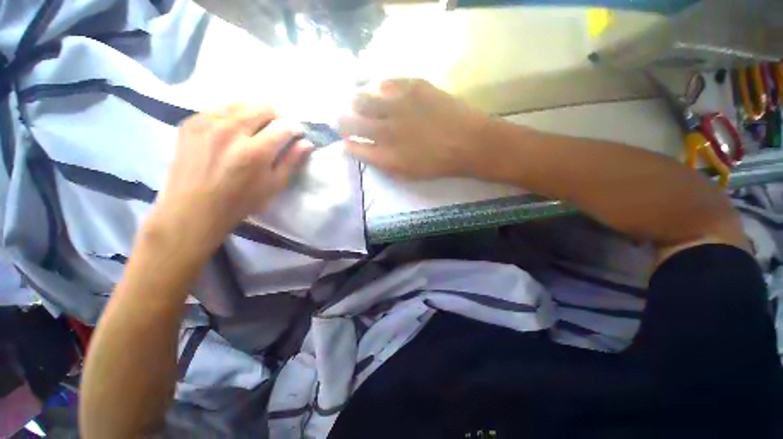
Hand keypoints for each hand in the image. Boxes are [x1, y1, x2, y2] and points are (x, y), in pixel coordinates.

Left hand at [147, 105, 312, 255]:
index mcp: (255, 152)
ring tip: (256, 131)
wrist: (193, 208)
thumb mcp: (273, 185)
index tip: (297, 135)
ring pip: (241, 104)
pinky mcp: (191, 122)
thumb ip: (291, 161)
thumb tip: (307, 143)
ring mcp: (207, 123)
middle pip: (263, 107)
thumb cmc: (241, 201)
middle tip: (278, 131)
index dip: (295, 129)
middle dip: (277, 117)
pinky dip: (234, 116)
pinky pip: (220, 109)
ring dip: (256, 114)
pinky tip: (233, 133)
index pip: (283, 126)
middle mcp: (230, 131)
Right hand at [338, 79, 494, 178]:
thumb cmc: (439, 164)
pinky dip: (378, 88)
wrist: (469, 143)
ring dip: (355, 102)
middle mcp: (386, 131)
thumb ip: (384, 165)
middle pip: (349, 121)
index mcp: (386, 156)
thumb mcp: (408, 175)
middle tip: (343, 119)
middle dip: (341, 121)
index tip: (346, 140)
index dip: (347, 143)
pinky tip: (381, 92)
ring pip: (361, 98)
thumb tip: (367, 152)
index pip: (354, 147)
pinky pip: (385, 83)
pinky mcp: (413, 87)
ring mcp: (398, 106)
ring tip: (358, 102)